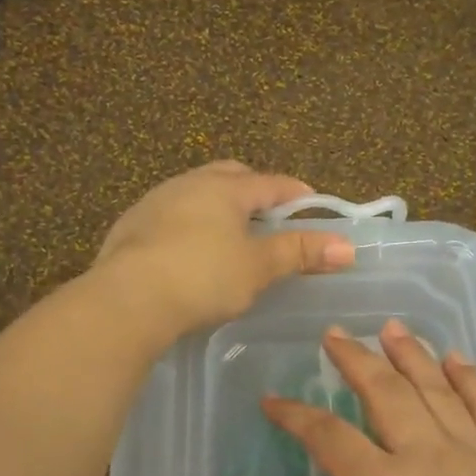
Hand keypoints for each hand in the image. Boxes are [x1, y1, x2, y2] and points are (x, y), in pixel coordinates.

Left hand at [94, 162, 355, 338]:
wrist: (127, 299)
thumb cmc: (203, 277)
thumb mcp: (257, 267)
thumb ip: (299, 253)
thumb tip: (348, 246)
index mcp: (224, 188)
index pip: (271, 183)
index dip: (296, 193)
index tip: (313, 204)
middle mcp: (189, 184)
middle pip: (229, 176)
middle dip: (253, 190)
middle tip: (269, 215)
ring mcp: (155, 202)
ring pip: (195, 193)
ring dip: (217, 207)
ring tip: (229, 233)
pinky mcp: (130, 226)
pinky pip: (170, 216)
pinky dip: (188, 225)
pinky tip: (189, 251)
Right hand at [258, 321, 475, 475]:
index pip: (328, 436)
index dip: (294, 415)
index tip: (271, 402)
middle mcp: (430, 456)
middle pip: (385, 392)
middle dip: (354, 359)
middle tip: (334, 334)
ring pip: (437, 388)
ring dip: (410, 354)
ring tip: (390, 328)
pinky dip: (470, 377)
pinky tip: (457, 359)